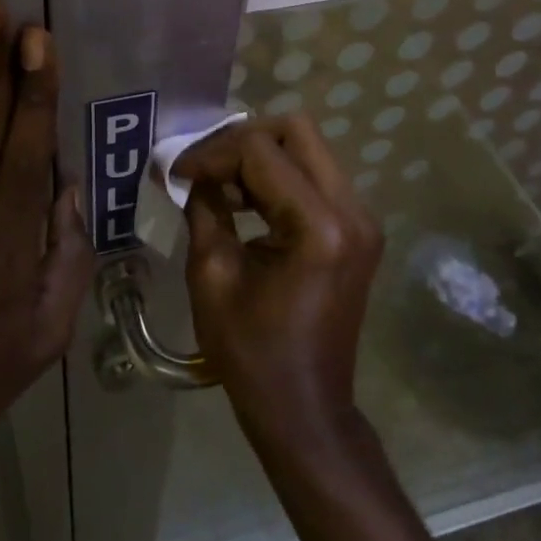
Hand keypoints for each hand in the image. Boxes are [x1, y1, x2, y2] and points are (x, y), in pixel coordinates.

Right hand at [170, 115, 382, 447]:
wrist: (305, 410)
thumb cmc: (252, 353)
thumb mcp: (212, 275)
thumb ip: (204, 207)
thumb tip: (189, 170)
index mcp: (319, 227)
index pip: (260, 151)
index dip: (212, 153)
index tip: (178, 173)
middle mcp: (352, 210)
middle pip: (296, 130)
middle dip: (242, 139)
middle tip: (205, 167)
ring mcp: (361, 218)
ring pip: (308, 147)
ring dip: (260, 156)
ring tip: (219, 185)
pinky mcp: (357, 228)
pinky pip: (315, 175)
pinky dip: (277, 175)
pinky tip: (245, 200)